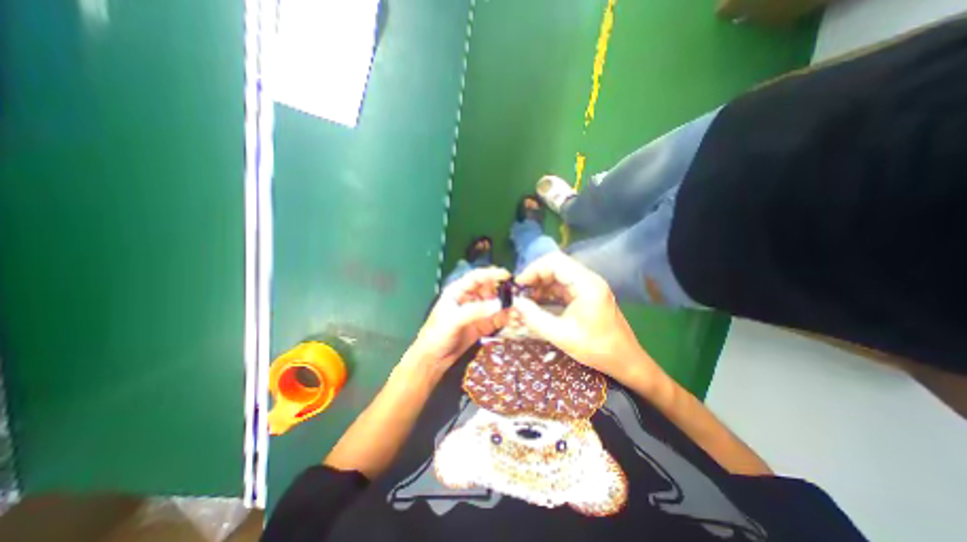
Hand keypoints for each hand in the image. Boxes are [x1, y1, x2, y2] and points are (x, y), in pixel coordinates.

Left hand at [408, 265, 512, 375]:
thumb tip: (498, 304)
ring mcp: (477, 313)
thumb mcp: (453, 320)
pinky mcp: (482, 326)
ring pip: (495, 304)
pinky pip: (496, 319)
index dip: (491, 274)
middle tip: (515, 296)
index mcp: (458, 291)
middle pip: (489, 289)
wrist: (433, 359)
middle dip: (501, 291)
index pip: (477, 277)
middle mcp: (469, 299)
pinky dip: (505, 318)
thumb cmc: (437, 335)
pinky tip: (512, 319)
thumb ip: (475, 311)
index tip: (507, 275)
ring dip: (505, 306)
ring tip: (516, 309)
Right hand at [509, 252, 661, 383]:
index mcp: (586, 284)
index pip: (554, 261)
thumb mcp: (561, 335)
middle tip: (520, 293)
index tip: (519, 285)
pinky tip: (538, 304)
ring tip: (526, 300)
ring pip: (558, 276)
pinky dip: (548, 292)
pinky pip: (563, 286)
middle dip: (535, 277)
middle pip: (555, 266)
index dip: (533, 270)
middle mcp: (588, 279)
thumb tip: (516, 303)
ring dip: (540, 285)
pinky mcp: (586, 295)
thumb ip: (535, 318)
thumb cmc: (597, 349)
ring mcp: (588, 286)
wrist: (626, 361)